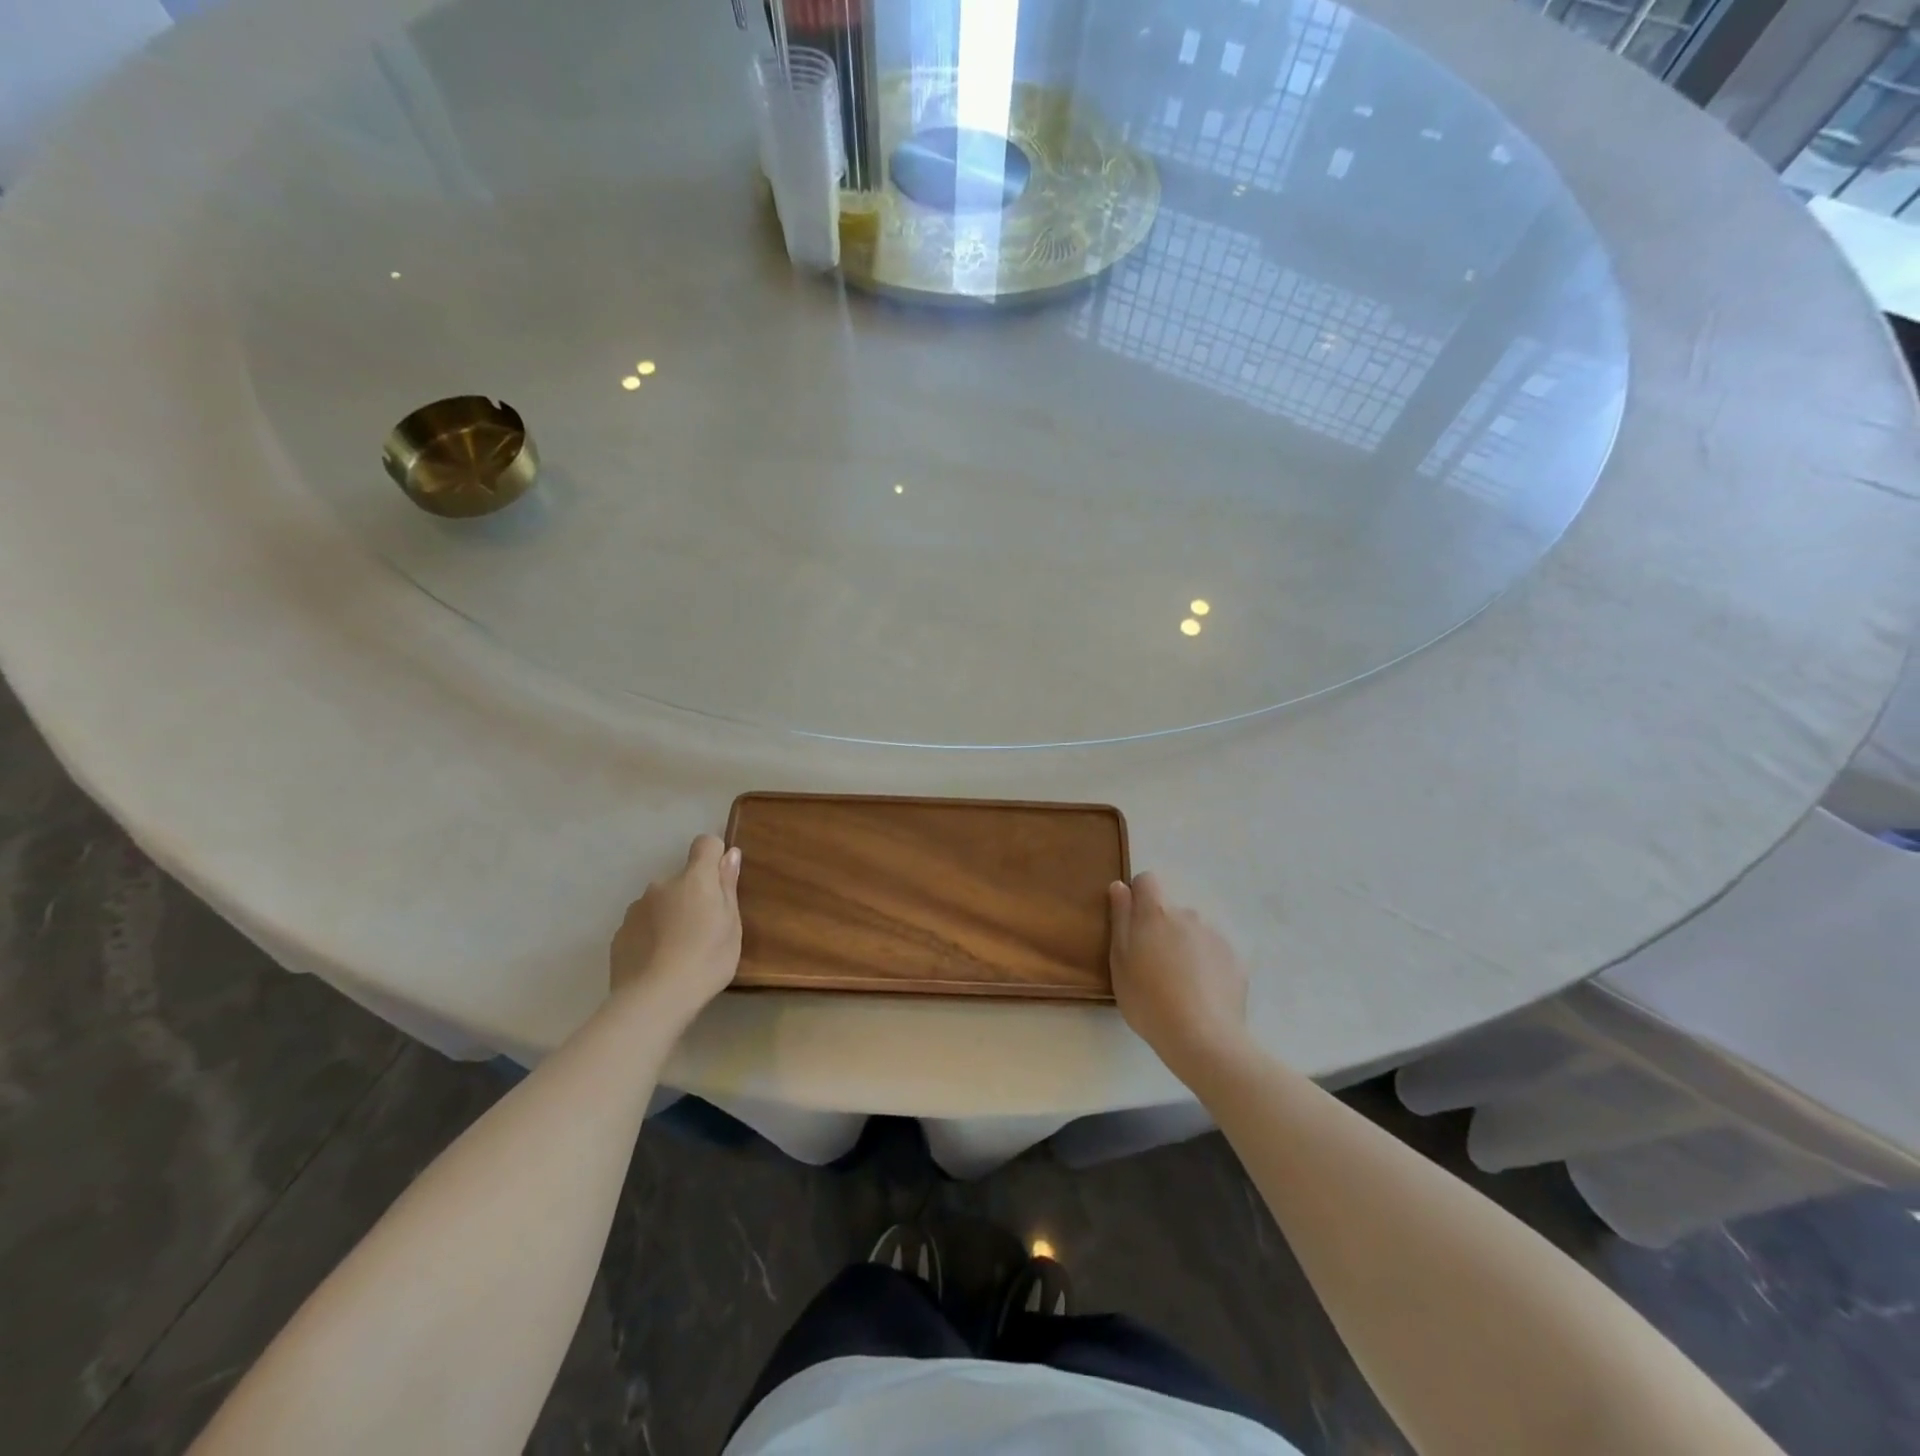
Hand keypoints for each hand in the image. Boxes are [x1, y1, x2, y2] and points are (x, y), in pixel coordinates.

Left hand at [610, 835, 741, 1021]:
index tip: (720, 882)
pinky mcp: (619, 933)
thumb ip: (728, 886)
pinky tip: (658, 962)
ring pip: (660, 902)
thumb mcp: (731, 924)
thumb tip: (730, 853)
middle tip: (703, 930)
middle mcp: (662, 885)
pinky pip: (642, 924)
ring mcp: (636, 908)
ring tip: (678, 950)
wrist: (654, 1000)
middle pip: (682, 878)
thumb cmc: (706, 959)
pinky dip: (651, 935)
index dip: (714, 857)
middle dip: (692, 895)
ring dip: (670, 915)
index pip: (705, 844)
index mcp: (694, 879)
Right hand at [1109, 872, 1250, 1085]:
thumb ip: (1120, 919)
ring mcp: (1215, 936)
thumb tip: (1120, 886)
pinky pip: (1214, 952)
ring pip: (1193, 931)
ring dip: (1185, 946)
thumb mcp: (1119, 962)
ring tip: (1180, 984)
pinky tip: (1202, 994)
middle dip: (1162, 928)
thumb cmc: (1148, 1000)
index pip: (1147, 880)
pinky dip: (1207, 965)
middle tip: (1153, 966)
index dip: (1139, 897)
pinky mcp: (1236, 959)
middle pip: (1170, 910)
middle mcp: (1189, 914)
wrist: (1203, 1038)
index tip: (1133, 925)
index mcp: (1156, 913)